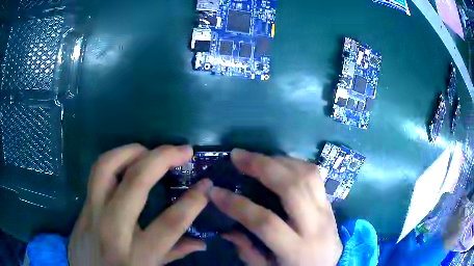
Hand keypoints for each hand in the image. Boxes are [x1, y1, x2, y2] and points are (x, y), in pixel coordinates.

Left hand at [68, 144, 211, 265]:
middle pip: (136, 183)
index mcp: (137, 254)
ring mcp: (92, 214)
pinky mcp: (82, 207)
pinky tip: (127, 162)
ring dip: (132, 151)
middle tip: (182, 151)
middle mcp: (113, 229)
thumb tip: (201, 242)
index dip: (193, 201)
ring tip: (150, 150)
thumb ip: (174, 254)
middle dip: (162, 159)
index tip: (206, 184)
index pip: (170, 222)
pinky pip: (96, 174)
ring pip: (106, 167)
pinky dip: (115, 160)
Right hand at [210, 149, 342, 265]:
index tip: (215, 192)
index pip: (266, 222)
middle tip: (238, 155)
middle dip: (262, 167)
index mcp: (297, 250)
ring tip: (257, 157)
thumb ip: (247, 251)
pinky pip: (316, 177)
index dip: (237, 205)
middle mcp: (316, 227)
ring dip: (280, 160)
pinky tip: (279, 164)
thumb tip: (227, 228)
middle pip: (292, 188)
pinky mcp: (331, 205)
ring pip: (308, 175)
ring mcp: (327, 212)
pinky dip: (295, 164)